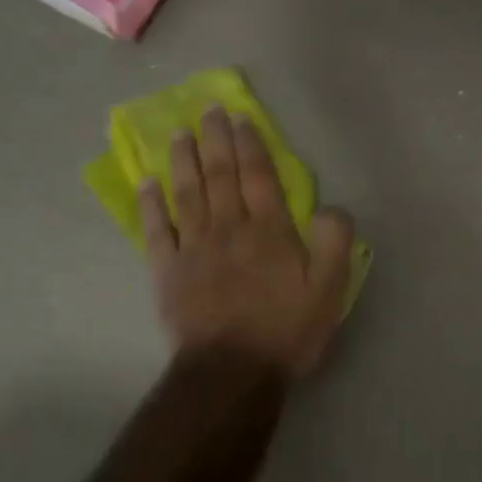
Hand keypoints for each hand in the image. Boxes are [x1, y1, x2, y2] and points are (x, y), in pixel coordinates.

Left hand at [138, 107, 355, 378]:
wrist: (232, 371)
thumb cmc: (287, 330)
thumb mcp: (330, 289)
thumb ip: (334, 242)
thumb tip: (331, 207)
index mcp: (270, 231)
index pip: (259, 177)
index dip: (250, 145)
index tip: (240, 118)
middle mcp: (229, 229)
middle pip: (221, 175)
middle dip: (215, 140)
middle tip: (208, 110)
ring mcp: (194, 248)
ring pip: (187, 193)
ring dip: (183, 160)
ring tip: (179, 133)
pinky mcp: (168, 271)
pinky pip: (156, 230)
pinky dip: (151, 205)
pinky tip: (147, 183)